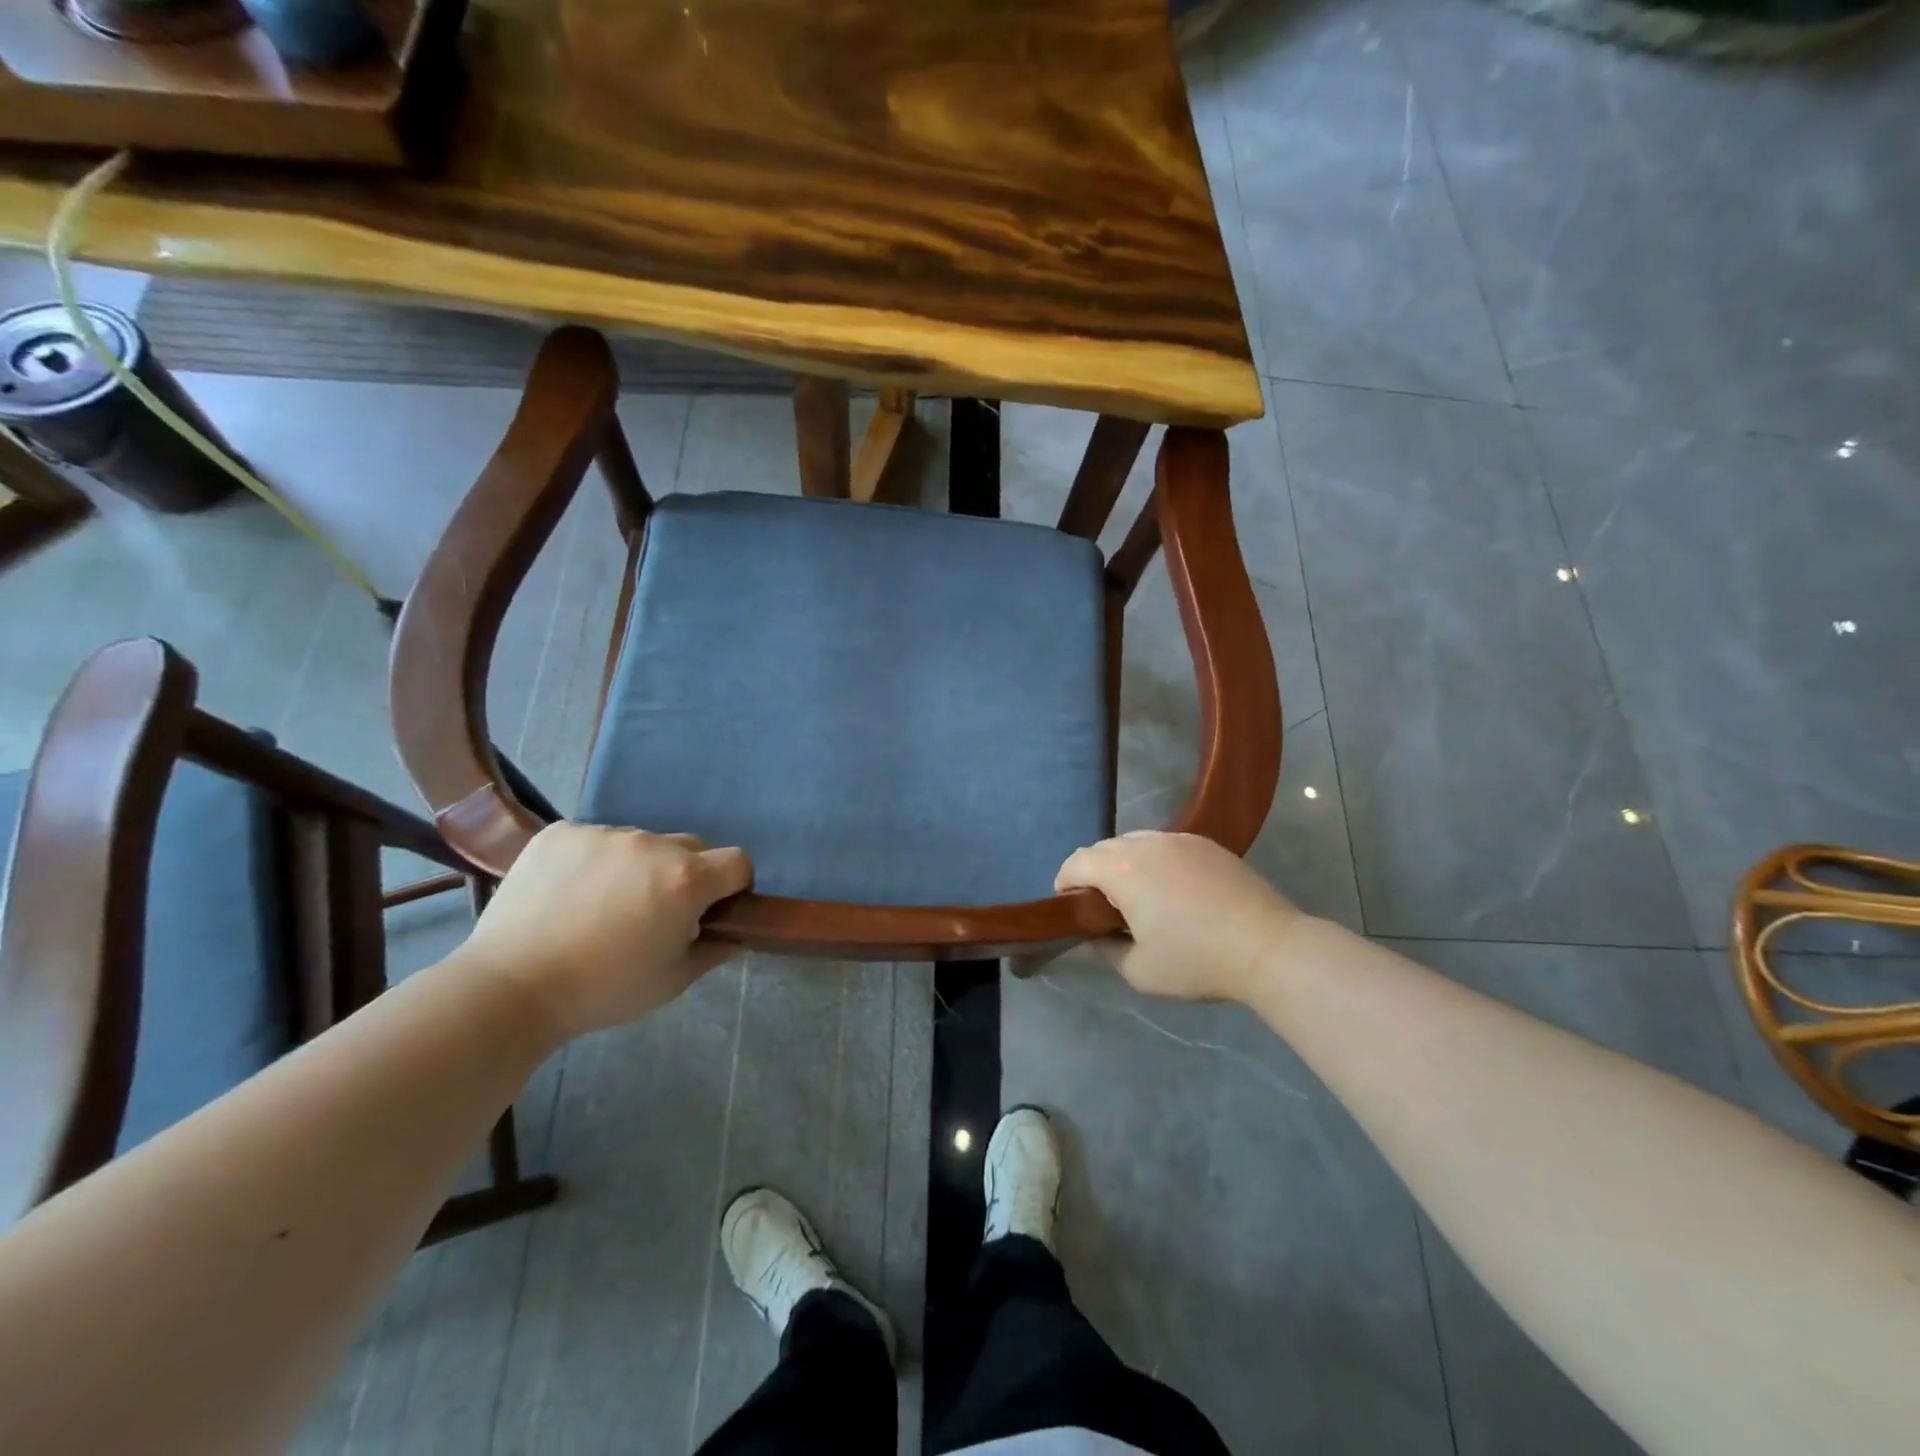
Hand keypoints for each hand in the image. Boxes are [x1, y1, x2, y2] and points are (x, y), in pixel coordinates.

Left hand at [461, 823, 751, 1040]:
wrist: (510, 988)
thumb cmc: (603, 989)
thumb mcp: (673, 980)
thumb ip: (714, 950)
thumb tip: (732, 933)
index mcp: (687, 878)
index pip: (738, 862)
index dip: (733, 885)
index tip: (712, 910)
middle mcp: (652, 843)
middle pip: (691, 847)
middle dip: (686, 874)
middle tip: (656, 912)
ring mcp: (604, 833)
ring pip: (640, 843)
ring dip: (637, 867)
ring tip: (601, 906)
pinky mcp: (561, 832)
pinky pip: (594, 840)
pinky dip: (592, 861)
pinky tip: (568, 894)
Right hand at [1055, 831, 1303, 1003]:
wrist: (1268, 947)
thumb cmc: (1197, 961)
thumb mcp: (1139, 970)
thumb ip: (1103, 951)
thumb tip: (1086, 939)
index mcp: (1123, 870)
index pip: (1077, 862)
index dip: (1064, 882)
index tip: (1067, 906)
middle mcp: (1147, 844)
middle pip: (1104, 848)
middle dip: (1093, 872)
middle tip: (1100, 908)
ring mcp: (1180, 840)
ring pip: (1135, 842)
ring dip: (1124, 864)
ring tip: (1136, 897)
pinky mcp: (1207, 844)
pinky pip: (1165, 845)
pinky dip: (1154, 861)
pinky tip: (1170, 890)